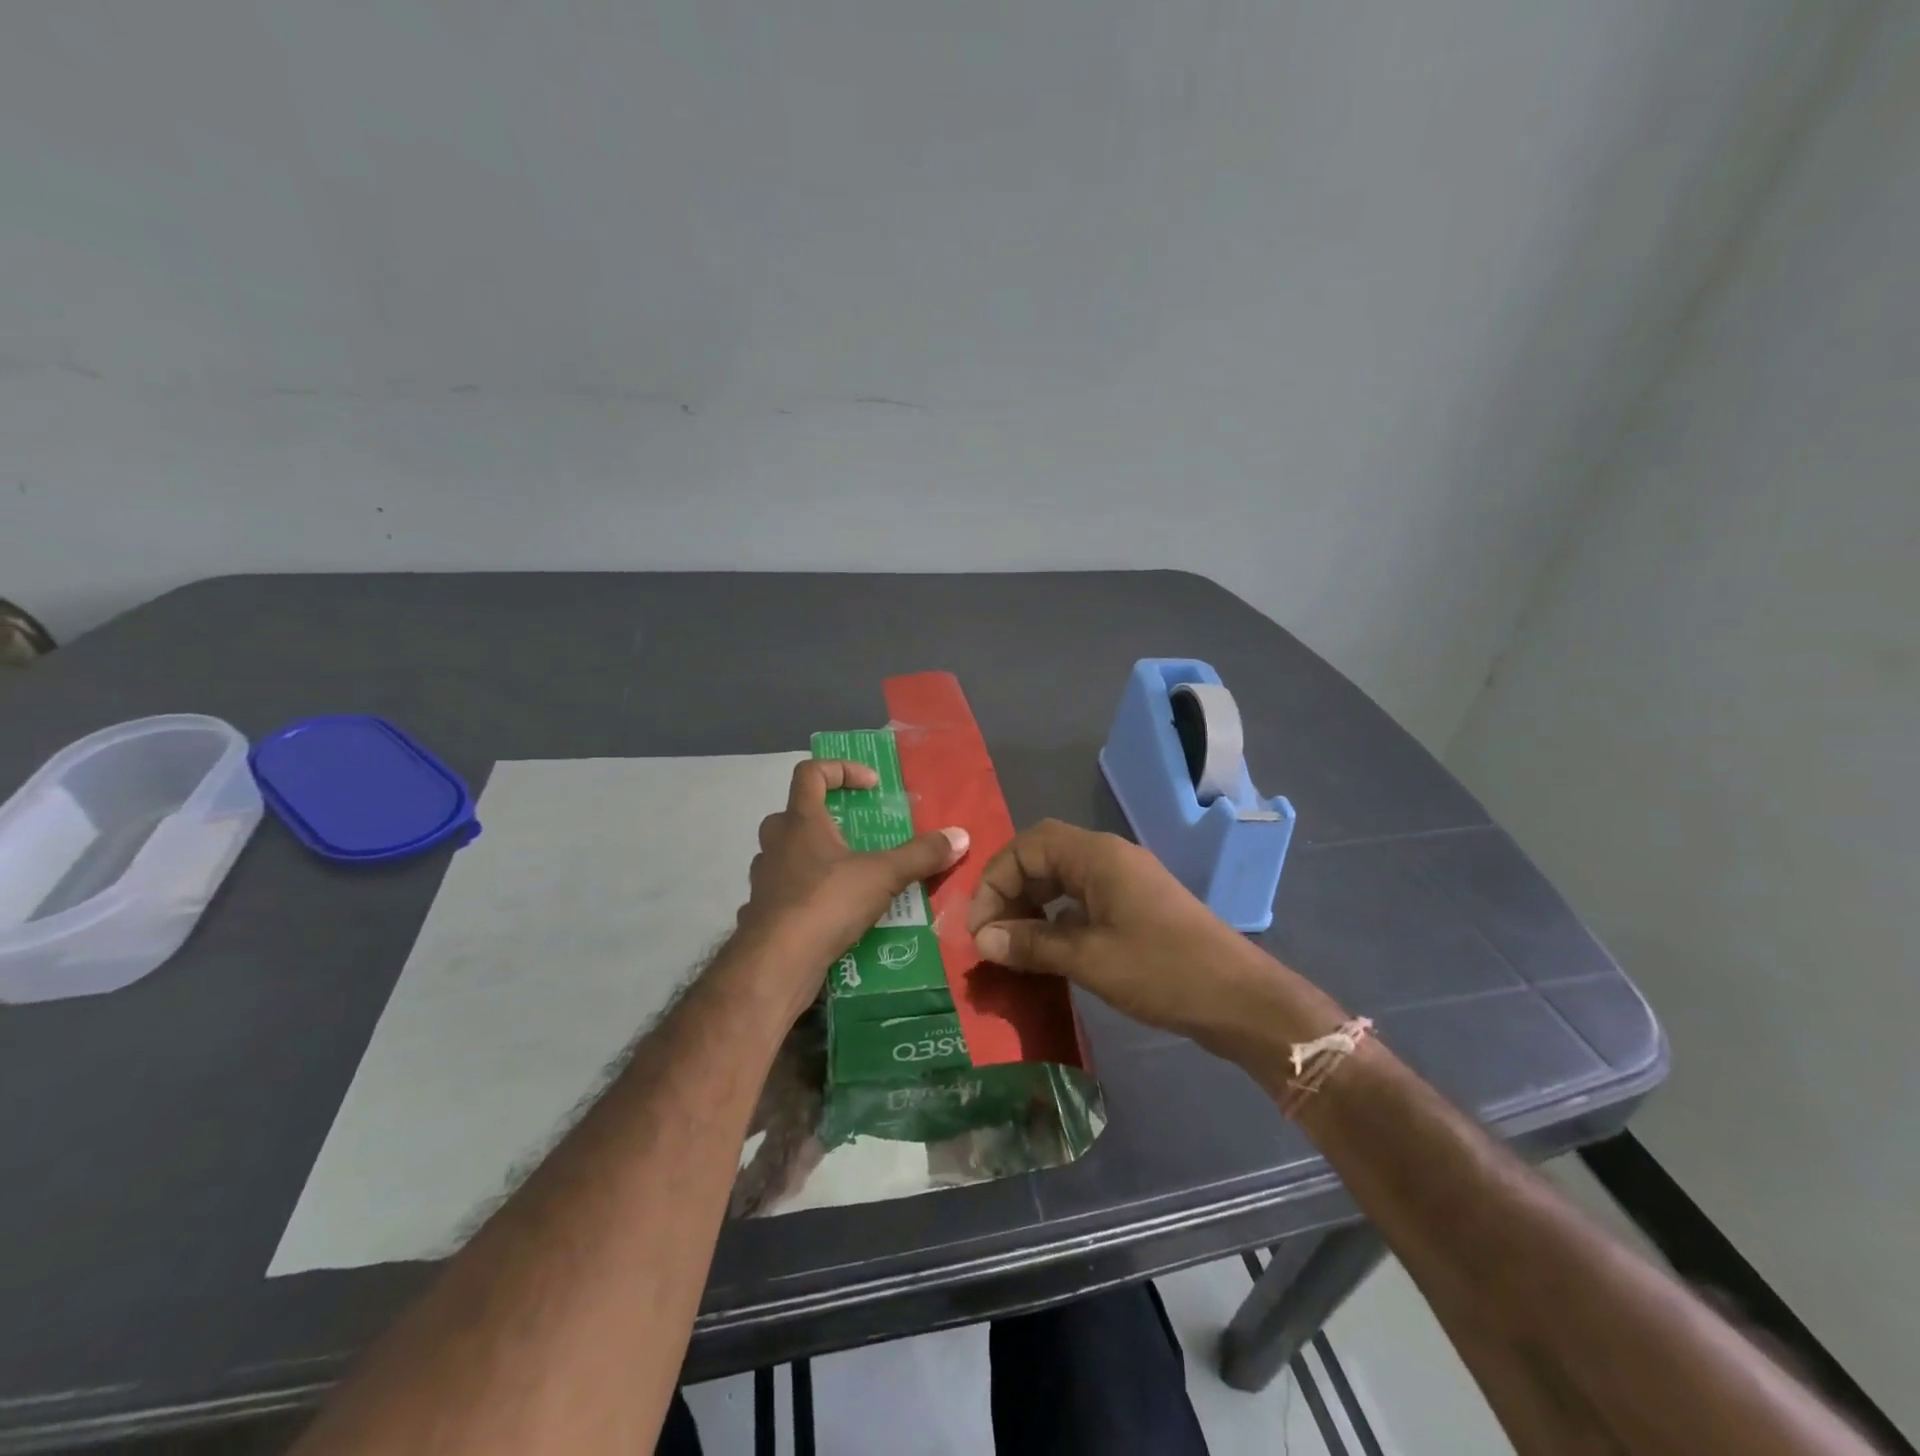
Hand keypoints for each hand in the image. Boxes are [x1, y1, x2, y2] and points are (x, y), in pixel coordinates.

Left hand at [740, 759, 968, 987]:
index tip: (871, 787)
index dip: (841, 770)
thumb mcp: (883, 876)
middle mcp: (776, 842)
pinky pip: (787, 891)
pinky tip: (833, 914)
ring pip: (788, 854)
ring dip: (818, 858)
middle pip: (796, 813)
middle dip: (828, 818)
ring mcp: (765, 878)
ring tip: (852, 877)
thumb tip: (961, 836)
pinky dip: (809, 894)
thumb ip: (920, 855)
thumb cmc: (825, 904)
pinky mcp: (763, 912)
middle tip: (858, 835)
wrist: (775, 964)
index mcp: (801, 821)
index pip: (811, 772)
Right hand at [967, 820, 1287, 1053]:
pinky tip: (1046, 949)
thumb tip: (982, 940)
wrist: (1240, 998)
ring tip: (1011, 943)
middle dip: (1009, 891)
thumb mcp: (1089, 959)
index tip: (980, 927)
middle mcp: (1108, 857)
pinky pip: (1081, 899)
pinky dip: (1055, 917)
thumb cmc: (1162, 970)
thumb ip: (1031, 944)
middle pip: (1042, 856)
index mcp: (1097, 855)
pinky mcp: (1134, 906)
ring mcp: (1124, 881)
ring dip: (1030, 904)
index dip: (995, 880)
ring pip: (1060, 878)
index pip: (1027, 846)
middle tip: (991, 935)